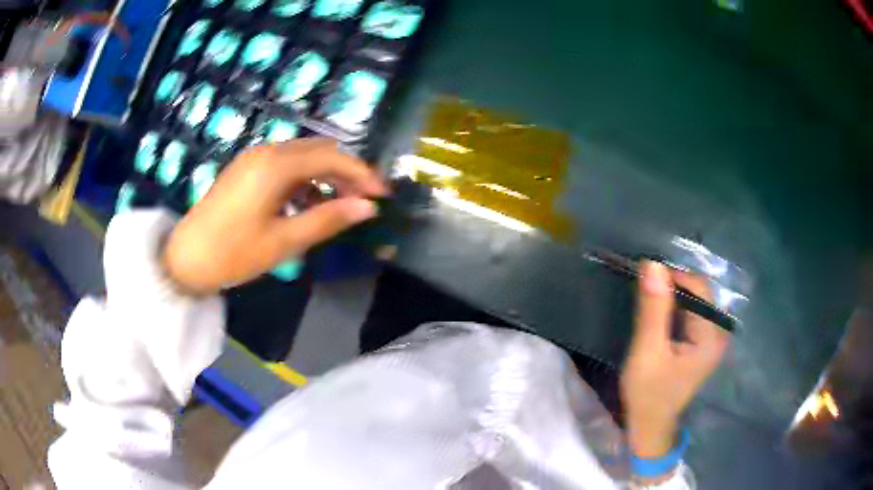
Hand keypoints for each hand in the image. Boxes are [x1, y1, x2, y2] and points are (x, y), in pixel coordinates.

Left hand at [163, 139, 386, 294]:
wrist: (185, 258)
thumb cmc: (233, 253)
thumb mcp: (284, 242)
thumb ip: (327, 220)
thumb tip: (367, 208)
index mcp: (276, 165)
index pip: (332, 157)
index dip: (362, 173)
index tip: (383, 194)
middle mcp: (267, 152)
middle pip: (319, 151)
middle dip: (346, 172)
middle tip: (365, 200)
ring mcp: (254, 158)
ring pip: (302, 157)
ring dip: (326, 176)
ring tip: (340, 205)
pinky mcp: (246, 169)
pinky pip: (284, 166)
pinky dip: (304, 180)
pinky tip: (308, 203)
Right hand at [620, 261, 729, 458]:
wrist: (650, 425)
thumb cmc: (648, 393)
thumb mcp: (647, 352)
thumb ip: (653, 310)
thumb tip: (653, 264)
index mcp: (712, 335)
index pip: (699, 288)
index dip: (673, 275)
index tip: (644, 274)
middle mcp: (718, 332)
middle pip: (699, 292)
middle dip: (672, 285)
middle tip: (643, 288)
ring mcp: (712, 337)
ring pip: (694, 300)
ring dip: (671, 295)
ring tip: (648, 299)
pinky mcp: (702, 341)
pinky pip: (691, 312)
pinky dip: (674, 307)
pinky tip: (657, 313)